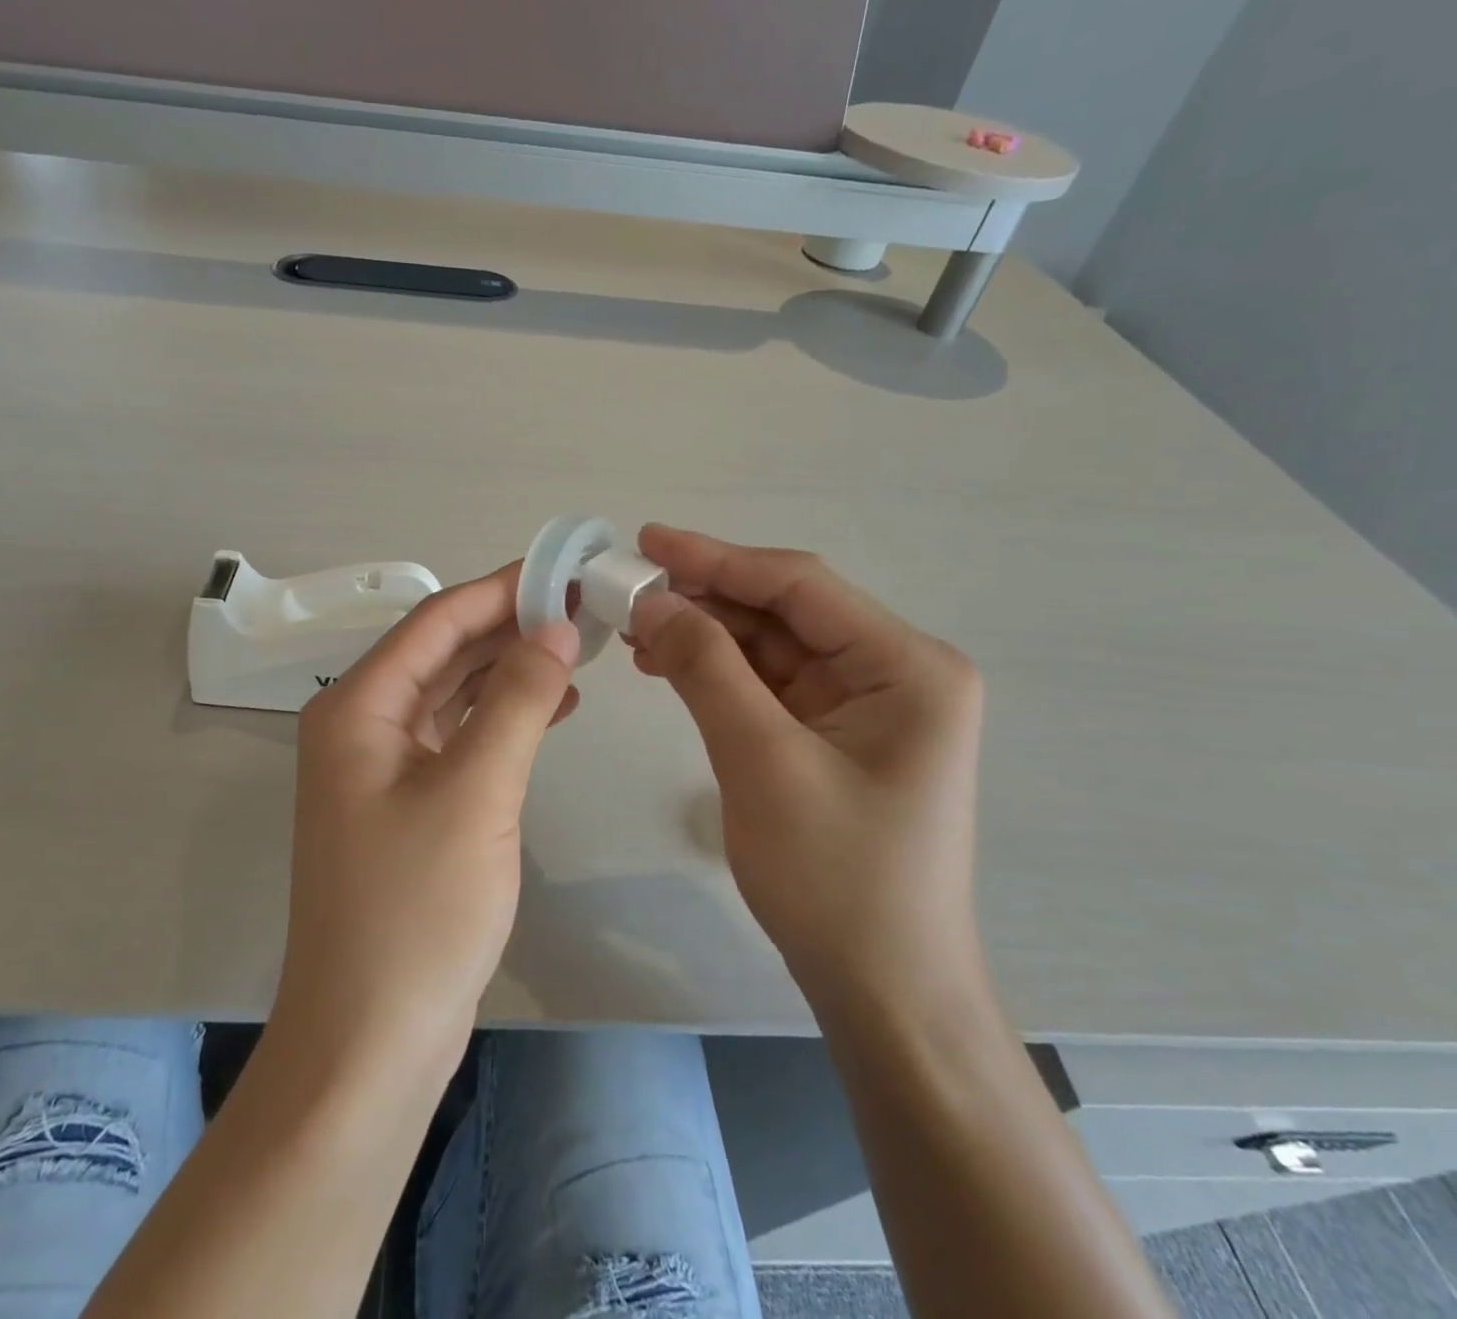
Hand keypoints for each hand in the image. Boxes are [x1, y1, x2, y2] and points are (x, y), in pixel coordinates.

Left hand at [275, 564, 579, 1074]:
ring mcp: (382, 767)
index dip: (499, 590)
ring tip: (577, 648)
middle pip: (442, 652)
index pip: (436, 621)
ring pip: (453, 694)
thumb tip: (553, 626)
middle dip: (509, 626)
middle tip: (581, 606)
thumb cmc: (417, 909)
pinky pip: (459, 737)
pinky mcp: (408, 804)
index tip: (562, 569)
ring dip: (510, 670)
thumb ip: (518, 699)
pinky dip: (504, 718)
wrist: (371, 1039)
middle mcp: (361, 725)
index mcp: (358, 707)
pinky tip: (554, 708)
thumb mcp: (477, 791)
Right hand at [629, 525, 985, 1019]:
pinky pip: (770, 684)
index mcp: (906, 666)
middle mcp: (895, 672)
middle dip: (705, 599)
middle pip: (785, 612)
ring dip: (705, 635)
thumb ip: (706, 669)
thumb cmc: (835, 878)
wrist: (884, 991)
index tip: (645, 540)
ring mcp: (866, 705)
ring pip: (771, 646)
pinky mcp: (837, 734)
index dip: (717, 558)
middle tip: (626, 592)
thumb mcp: (761, 762)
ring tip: (636, 631)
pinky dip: (718, 672)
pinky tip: (669, 666)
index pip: (799, 586)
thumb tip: (653, 602)